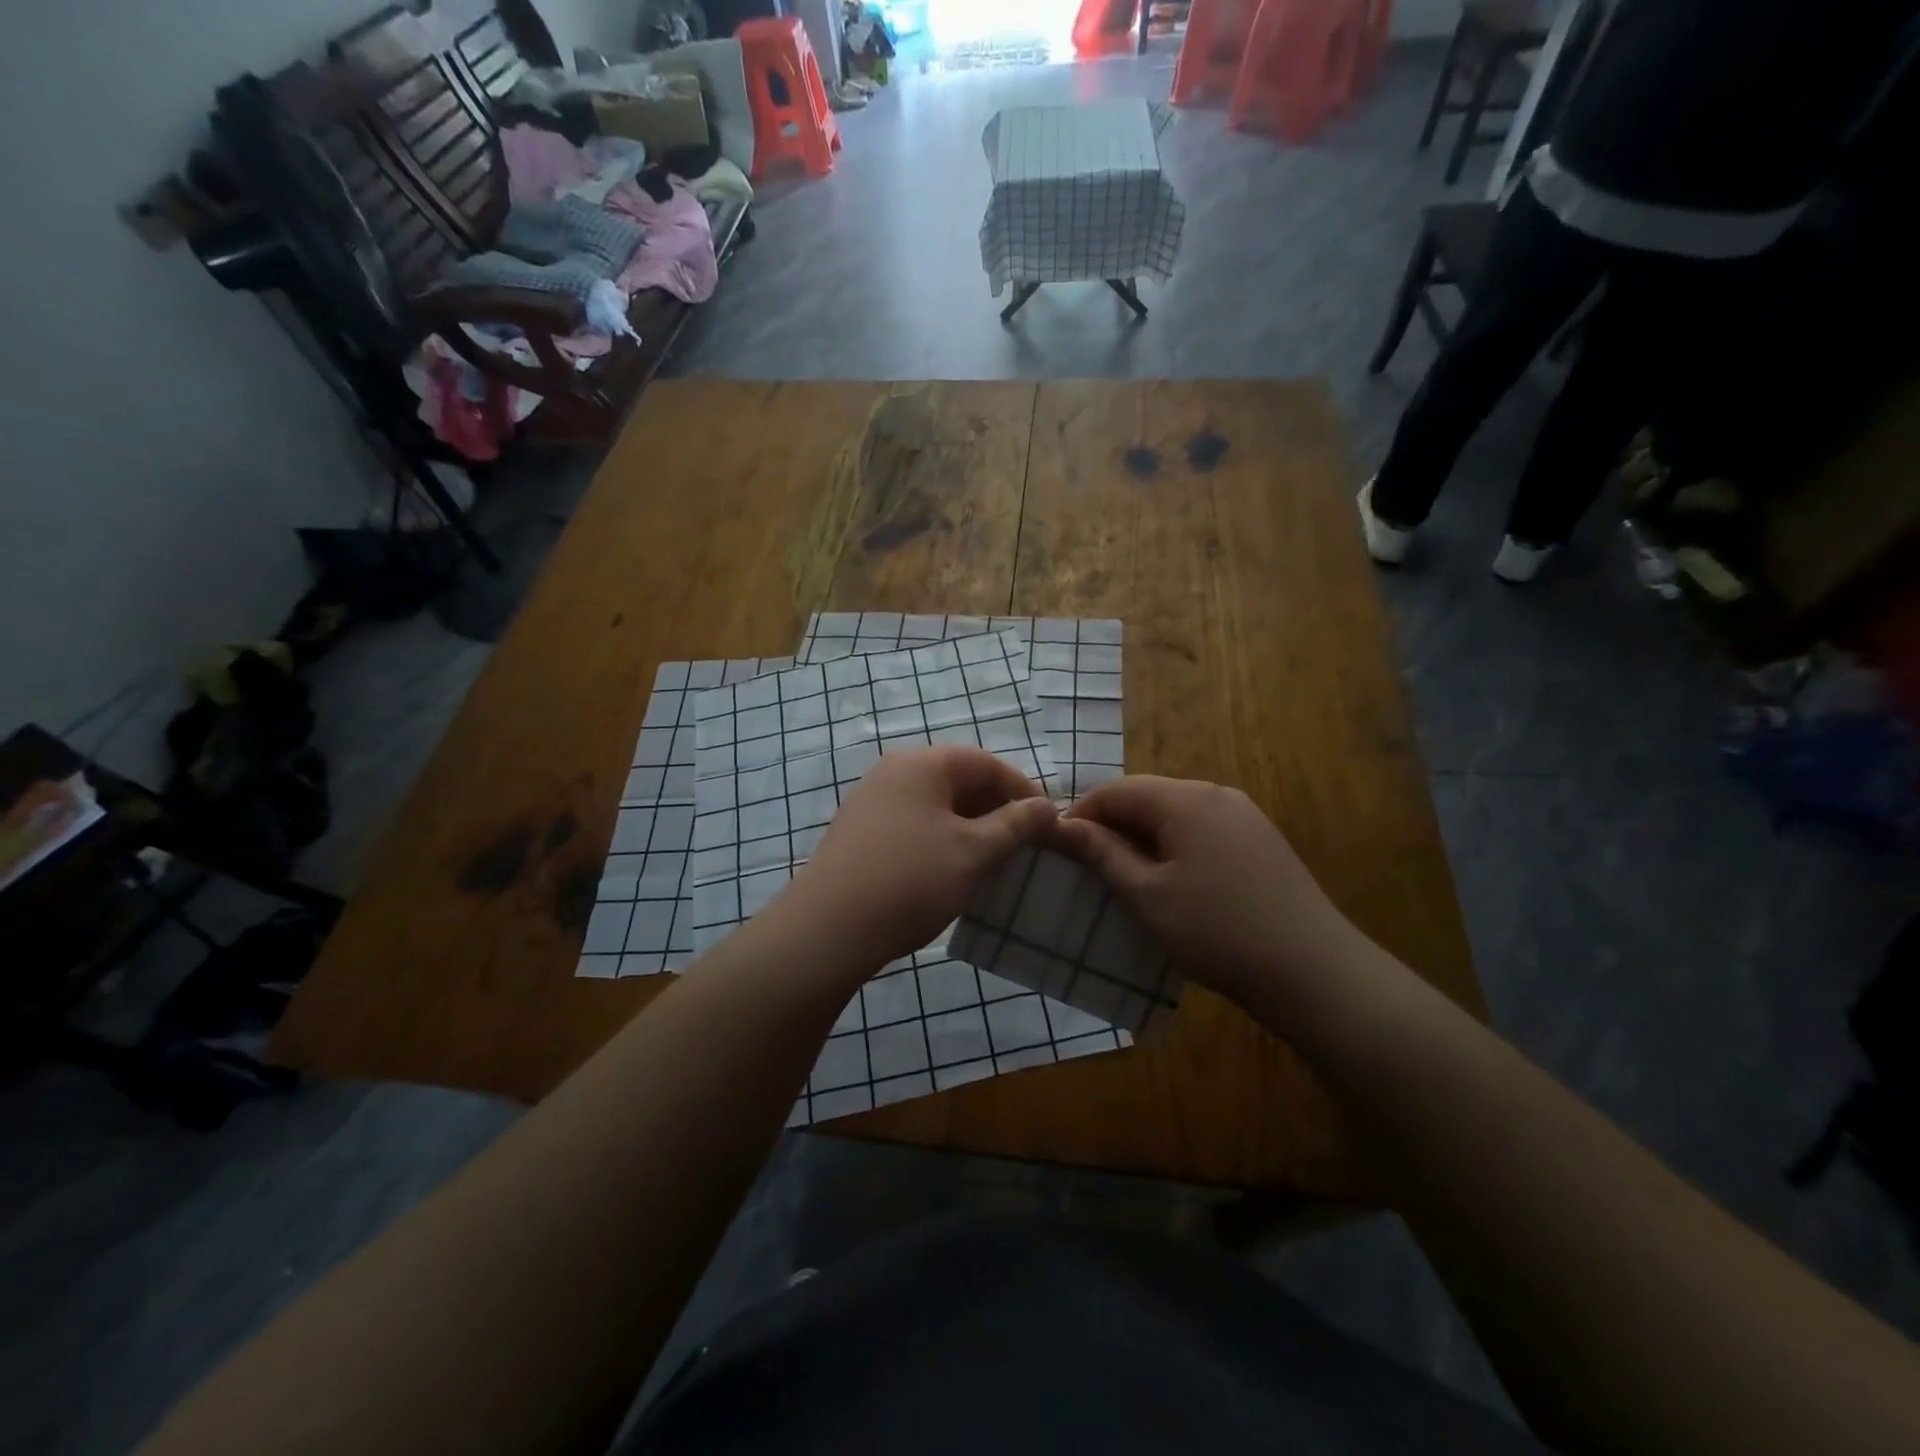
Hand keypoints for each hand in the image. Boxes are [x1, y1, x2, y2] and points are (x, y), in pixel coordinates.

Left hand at [784, 746, 1057, 972]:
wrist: (827, 929)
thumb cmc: (911, 881)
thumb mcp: (974, 852)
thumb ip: (1016, 825)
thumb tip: (1048, 806)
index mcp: (923, 764)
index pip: (987, 763)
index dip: (1023, 791)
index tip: (1049, 824)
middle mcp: (894, 771)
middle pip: (960, 780)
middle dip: (997, 810)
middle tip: (1023, 845)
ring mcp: (872, 801)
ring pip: (937, 805)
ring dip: (970, 827)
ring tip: (993, 861)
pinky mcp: (860, 832)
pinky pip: (914, 824)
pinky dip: (942, 840)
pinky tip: (951, 871)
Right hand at [1051, 776, 1367, 1016]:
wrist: (1313, 972)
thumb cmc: (1217, 931)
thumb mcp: (1147, 895)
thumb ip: (1102, 854)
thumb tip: (1062, 824)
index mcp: (1186, 799)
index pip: (1116, 790)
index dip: (1081, 814)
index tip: (1058, 848)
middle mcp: (1216, 794)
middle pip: (1147, 797)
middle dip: (1112, 827)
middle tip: (1088, 868)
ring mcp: (1244, 816)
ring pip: (1175, 815)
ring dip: (1143, 839)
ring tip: (1125, 879)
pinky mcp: (1260, 840)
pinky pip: (1202, 831)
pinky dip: (1174, 848)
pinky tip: (1172, 884)